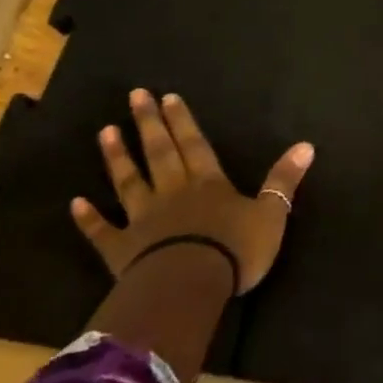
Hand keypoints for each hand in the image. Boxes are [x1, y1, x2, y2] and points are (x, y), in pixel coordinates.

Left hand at [71, 89, 313, 290]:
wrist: (188, 287)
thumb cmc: (234, 249)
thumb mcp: (272, 214)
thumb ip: (283, 180)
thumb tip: (307, 145)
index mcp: (209, 184)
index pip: (195, 145)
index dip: (183, 121)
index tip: (167, 97)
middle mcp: (173, 193)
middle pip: (160, 153)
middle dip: (149, 124)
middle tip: (135, 96)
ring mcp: (143, 220)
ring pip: (129, 182)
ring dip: (117, 158)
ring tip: (105, 131)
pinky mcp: (121, 251)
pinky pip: (103, 231)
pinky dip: (89, 218)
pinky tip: (76, 203)